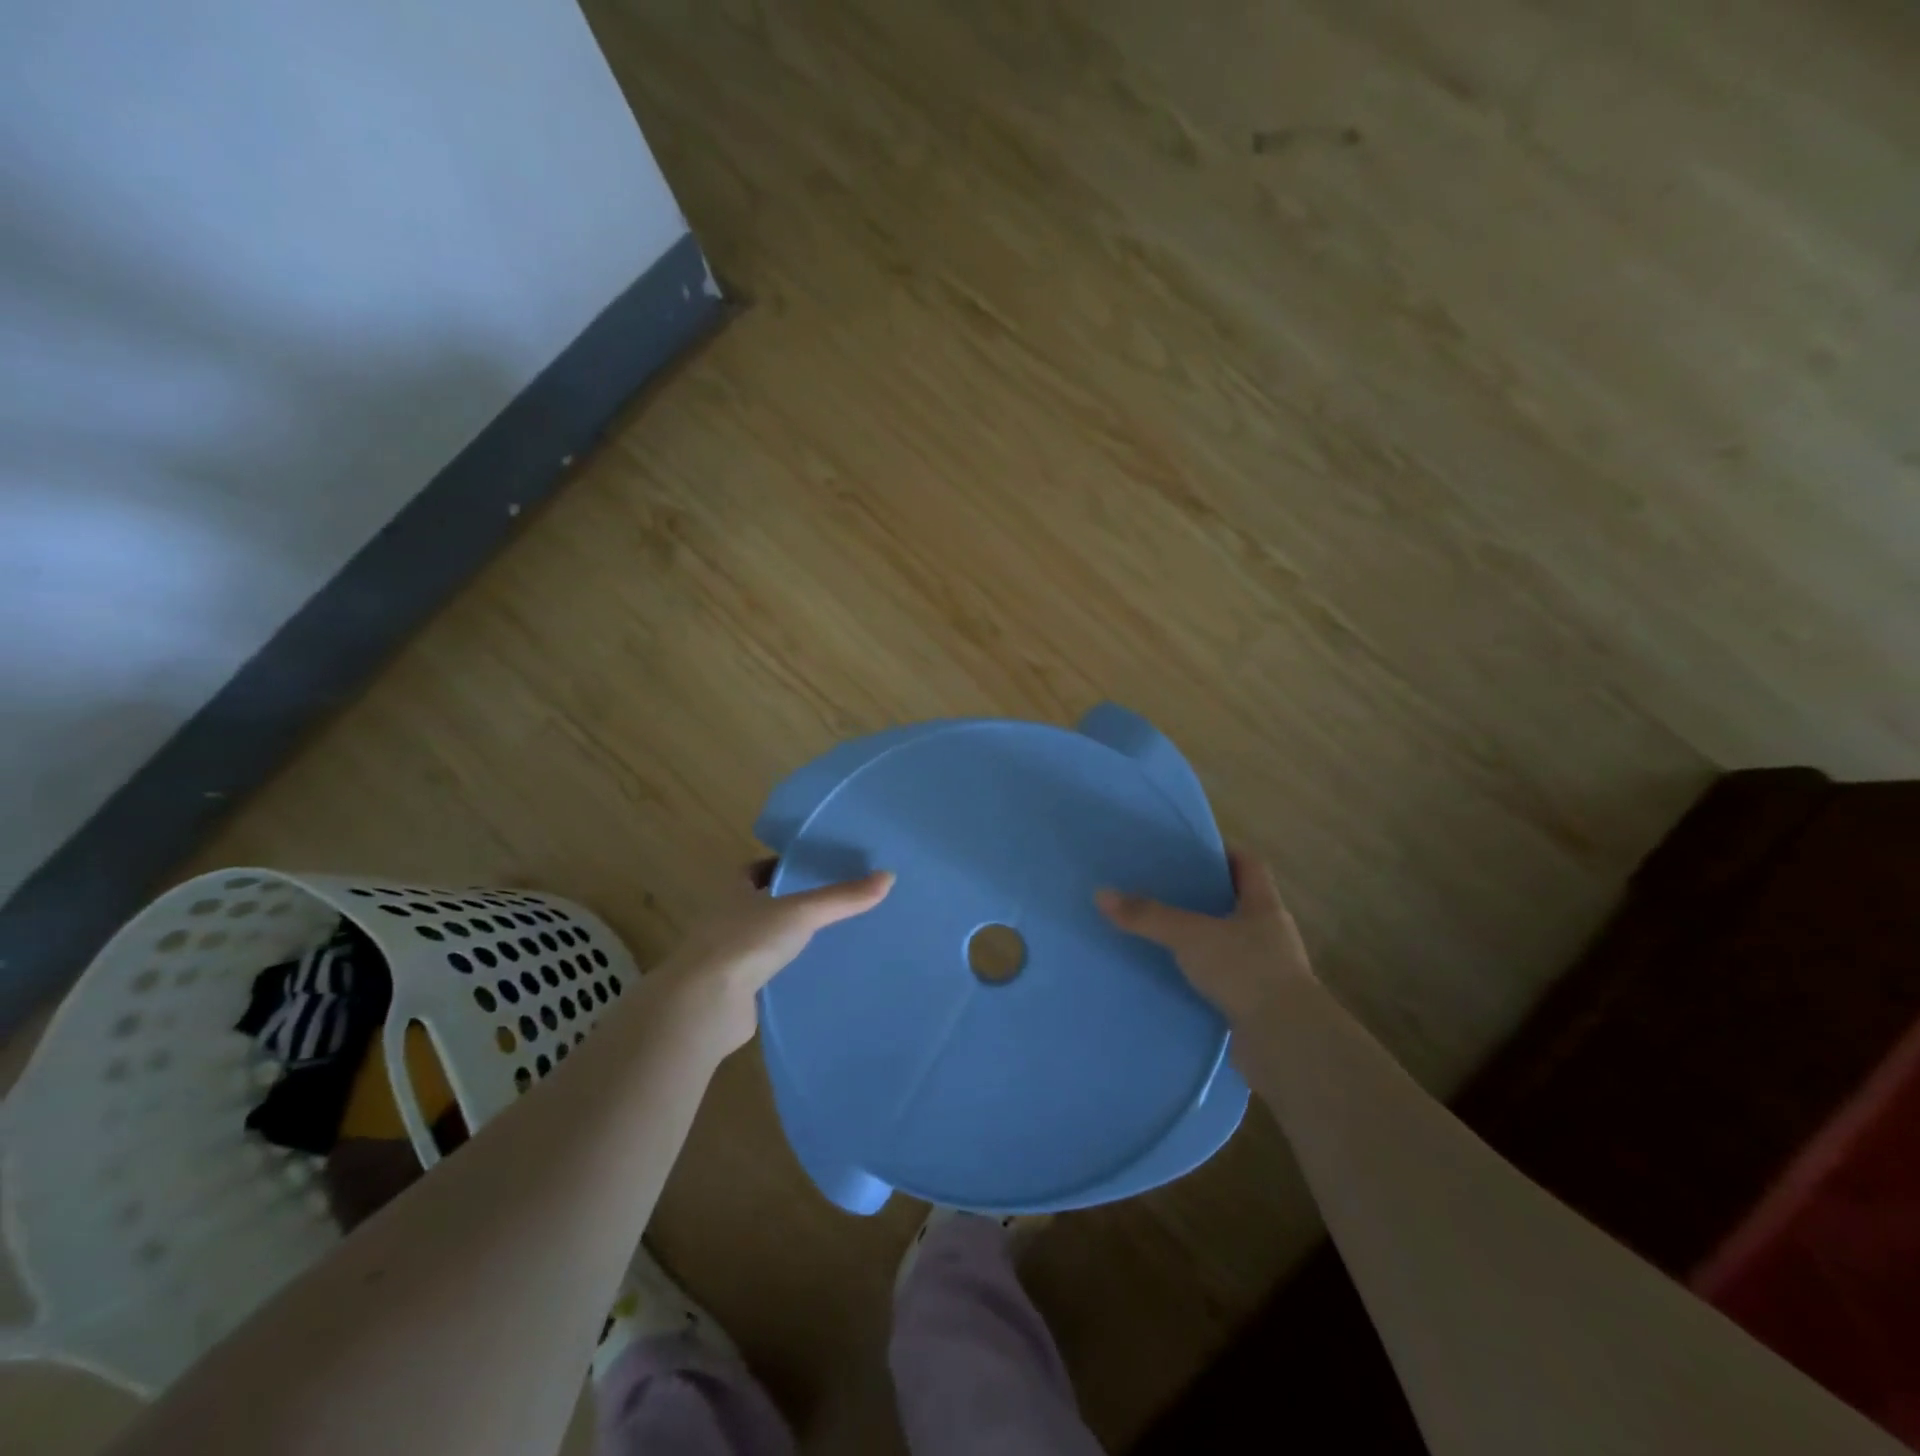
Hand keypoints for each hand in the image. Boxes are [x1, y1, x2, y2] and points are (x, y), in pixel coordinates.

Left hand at [653, 859, 894, 1050]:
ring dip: (790, 940)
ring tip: (833, 938)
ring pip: (765, 940)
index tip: (815, 868)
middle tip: (834, 902)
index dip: (783, 866)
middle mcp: (726, 919)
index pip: (757, 869)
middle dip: (792, 903)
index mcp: (733, 890)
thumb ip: (843, 897)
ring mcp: (727, 957)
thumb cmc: (746, 942)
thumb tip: (889, 876)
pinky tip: (816, 975)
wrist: (705, 1005)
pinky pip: (767, 974)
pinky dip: (787, 973)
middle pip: (763, 904)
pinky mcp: (735, 991)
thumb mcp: (801, 912)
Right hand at [1096, 849, 1312, 1026]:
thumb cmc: (1246, 972)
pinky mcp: (1256, 1004)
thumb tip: (1101, 894)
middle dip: (1206, 896)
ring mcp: (1266, 972)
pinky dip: (1202, 976)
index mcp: (1264, 907)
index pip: (1250, 865)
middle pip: (1238, 904)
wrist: (1285, 1043)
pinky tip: (1174, 977)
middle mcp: (1270, 935)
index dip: (1225, 853)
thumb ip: (1148, 916)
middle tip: (1167, 889)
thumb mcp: (1190, 936)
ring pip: (1230, 944)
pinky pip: (1224, 980)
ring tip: (1164, 933)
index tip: (1193, 850)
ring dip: (1203, 939)